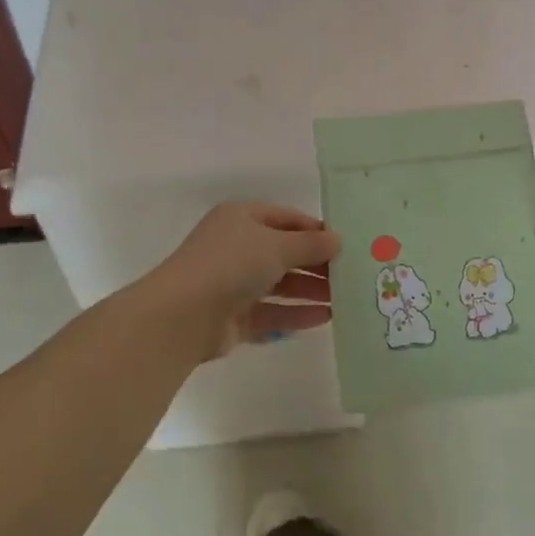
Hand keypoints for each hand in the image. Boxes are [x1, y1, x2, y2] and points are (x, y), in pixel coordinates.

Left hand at [148, 202, 341, 358]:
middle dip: (317, 264)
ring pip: (280, 284)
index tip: (347, 244)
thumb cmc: (231, 264)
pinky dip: (296, 314)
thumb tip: (339, 240)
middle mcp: (236, 247)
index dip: (316, 230)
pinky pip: (271, 312)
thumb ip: (311, 244)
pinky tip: (325, 318)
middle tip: (352, 275)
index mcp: (241, 217)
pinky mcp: (233, 317)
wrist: (182, 316)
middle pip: (285, 252)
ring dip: (310, 291)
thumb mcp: (277, 245)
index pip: (287, 218)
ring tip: (346, 299)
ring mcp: (233, 283)